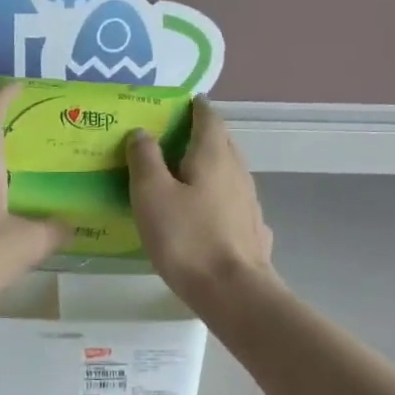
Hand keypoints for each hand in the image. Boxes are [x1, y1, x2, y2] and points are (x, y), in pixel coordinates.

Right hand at [127, 98, 275, 306]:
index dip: (195, 107)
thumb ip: (145, 159)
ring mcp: (249, 202)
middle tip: (173, 137)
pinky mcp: (251, 229)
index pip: (208, 117)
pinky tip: (205, 212)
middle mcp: (238, 171)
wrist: (233, 292)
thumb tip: (142, 132)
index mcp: (214, 155)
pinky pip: (232, 201)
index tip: (181, 103)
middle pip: (221, 142)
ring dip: (209, 167)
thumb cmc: (186, 238)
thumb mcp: (151, 195)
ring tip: (183, 174)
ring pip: (228, 172)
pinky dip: (217, 196)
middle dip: (200, 134)